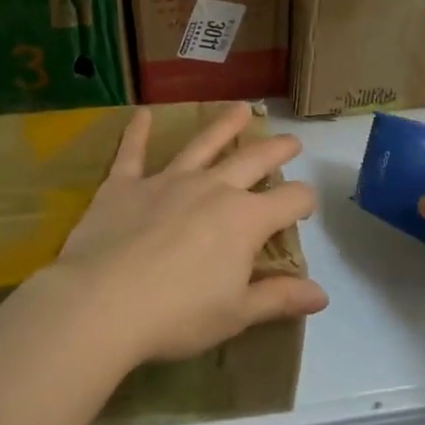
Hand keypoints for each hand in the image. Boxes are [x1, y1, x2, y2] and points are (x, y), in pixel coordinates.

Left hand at [48, 104, 327, 365]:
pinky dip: (137, 131)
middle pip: (253, 161)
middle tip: (291, 141)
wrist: (102, 303)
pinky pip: (132, 152)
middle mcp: (212, 189)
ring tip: (241, 108)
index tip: (306, 205)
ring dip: (224, 125)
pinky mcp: (125, 184)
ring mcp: (167, 181)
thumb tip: (322, 295)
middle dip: (276, 150)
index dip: (304, 201)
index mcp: (245, 220)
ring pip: (203, 144)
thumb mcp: (236, 314)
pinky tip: (142, 113)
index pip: (290, 201)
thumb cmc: (177, 315)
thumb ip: (279, 298)